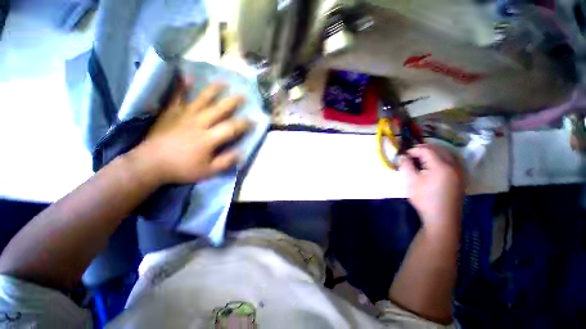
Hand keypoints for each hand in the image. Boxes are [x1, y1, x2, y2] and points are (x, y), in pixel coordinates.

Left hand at [129, 80, 250, 184]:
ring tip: (223, 82)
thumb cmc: (181, 169)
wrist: (150, 164)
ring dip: (214, 90)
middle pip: (219, 109)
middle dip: (233, 102)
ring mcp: (184, 116)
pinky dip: (182, 86)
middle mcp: (199, 123)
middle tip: (243, 95)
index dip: (244, 124)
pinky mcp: (170, 113)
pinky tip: (187, 76)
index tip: (253, 120)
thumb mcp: (208, 171)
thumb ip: (225, 162)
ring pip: (202, 99)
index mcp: (208, 138)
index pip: (231, 128)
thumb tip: (241, 153)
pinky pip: (177, 97)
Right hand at [399, 144, 463, 232]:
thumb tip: (402, 156)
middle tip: (411, 155)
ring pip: (447, 154)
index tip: (403, 156)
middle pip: (438, 149)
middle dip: (423, 150)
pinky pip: (453, 161)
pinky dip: (442, 158)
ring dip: (434, 153)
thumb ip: (405, 165)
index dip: (413, 150)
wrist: (441, 218)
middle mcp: (454, 165)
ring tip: (422, 158)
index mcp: (441, 165)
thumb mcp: (411, 181)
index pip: (426, 150)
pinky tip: (434, 165)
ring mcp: (460, 171)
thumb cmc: (424, 199)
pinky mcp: (461, 177)